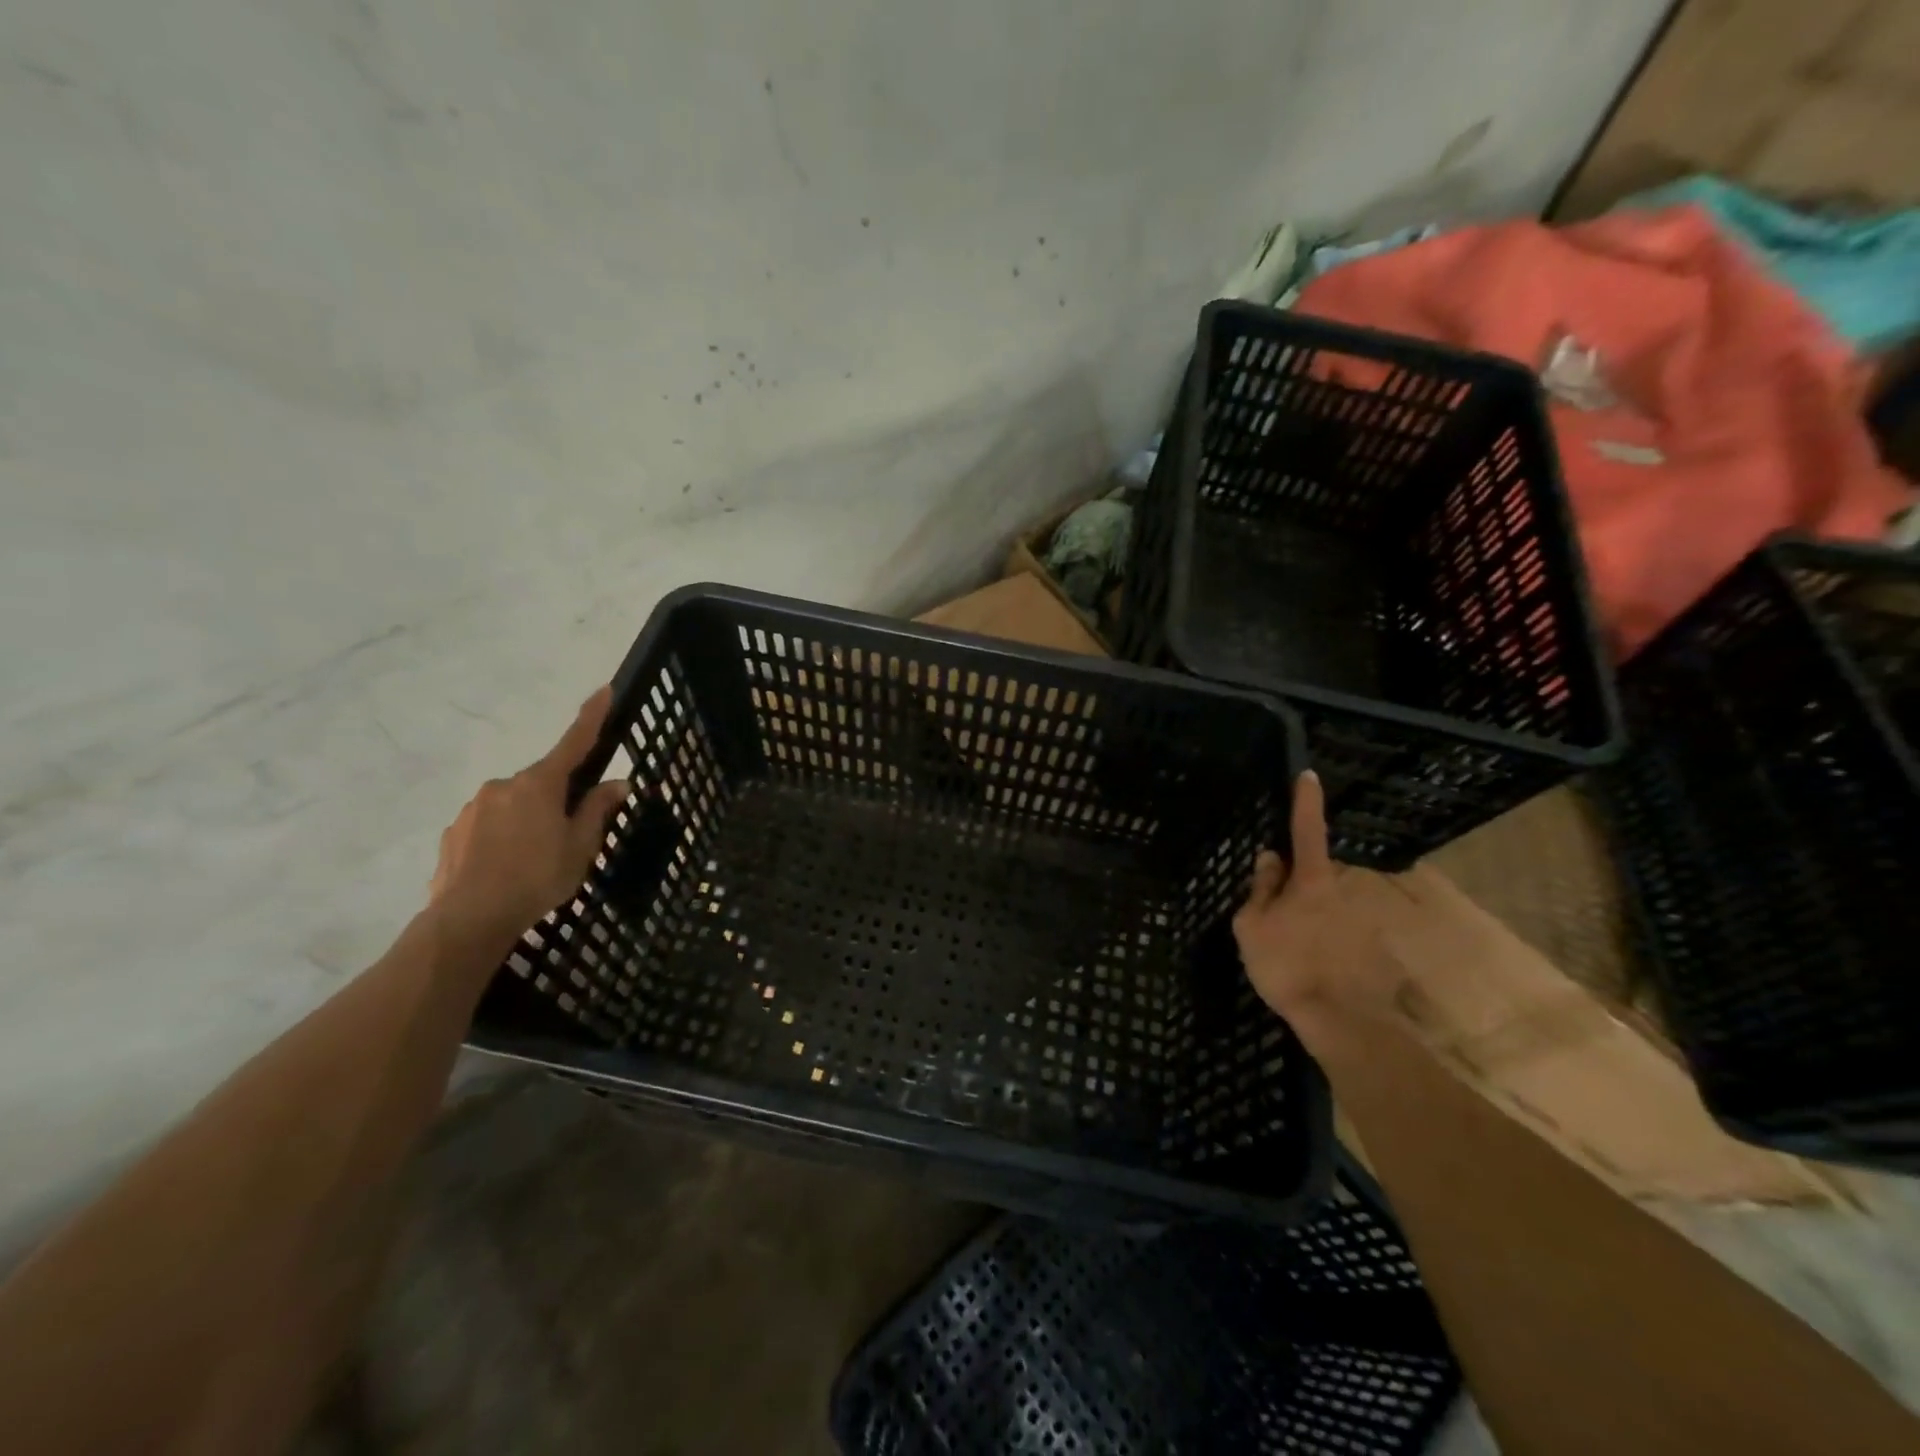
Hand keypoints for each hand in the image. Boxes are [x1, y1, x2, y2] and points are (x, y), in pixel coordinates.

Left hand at [427, 686, 630, 956]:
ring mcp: (474, 807)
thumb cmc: (537, 878)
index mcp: (540, 784)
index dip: (591, 717)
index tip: (603, 690)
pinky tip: (507, 868)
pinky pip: (489, 825)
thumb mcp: (580, 846)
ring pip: (514, 804)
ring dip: (528, 820)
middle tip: (568, 836)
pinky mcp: (454, 831)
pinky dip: (503, 837)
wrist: (469, 918)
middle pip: (542, 782)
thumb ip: (597, 811)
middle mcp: (504, 785)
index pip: (573, 743)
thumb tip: (616, 784)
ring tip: (534, 860)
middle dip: (557, 799)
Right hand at [1232, 771, 1397, 1022]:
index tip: (1309, 776)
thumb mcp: (1252, 926)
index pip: (1307, 830)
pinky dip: (1328, 947)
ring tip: (1292, 957)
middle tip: (1274, 920)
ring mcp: (1362, 921)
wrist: (1342, 1020)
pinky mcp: (1374, 950)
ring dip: (1311, 923)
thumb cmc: (1287, 965)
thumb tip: (1269, 858)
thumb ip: (1261, 888)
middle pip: (1315, 878)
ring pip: (1328, 911)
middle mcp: (1343, 892)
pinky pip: (1341, 937)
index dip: (1306, 802)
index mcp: (1312, 881)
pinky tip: (1314, 974)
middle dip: (1296, 889)